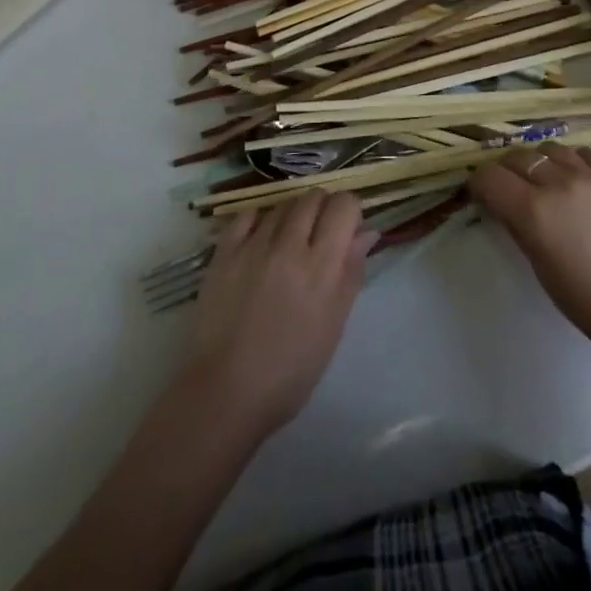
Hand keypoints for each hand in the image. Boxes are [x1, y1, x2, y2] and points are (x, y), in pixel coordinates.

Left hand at [184, 191, 377, 436]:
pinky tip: (261, 239)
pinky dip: (259, 220)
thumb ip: (351, 272)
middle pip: (313, 197)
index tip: (347, 230)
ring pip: (282, 204)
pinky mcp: (224, 253)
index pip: (343, 205)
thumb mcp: (334, 325)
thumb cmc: (290, 370)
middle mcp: (289, 244)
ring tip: (288, 244)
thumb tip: (366, 233)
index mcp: (321, 265)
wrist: (225, 394)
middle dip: (322, 209)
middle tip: (318, 237)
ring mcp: (253, 246)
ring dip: (292, 216)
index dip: (349, 211)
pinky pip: (246, 215)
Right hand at [469, 143, 590, 360]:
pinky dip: (572, 160)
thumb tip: (506, 208)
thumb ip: (521, 231)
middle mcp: (559, 183)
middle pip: (518, 157)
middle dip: (505, 170)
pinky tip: (576, 176)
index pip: (490, 178)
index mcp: (534, 212)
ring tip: (544, 180)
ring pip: (551, 149)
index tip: (481, 195)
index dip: (479, 184)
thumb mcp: (544, 272)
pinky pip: (586, 153)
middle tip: (508, 188)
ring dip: (539, 161)